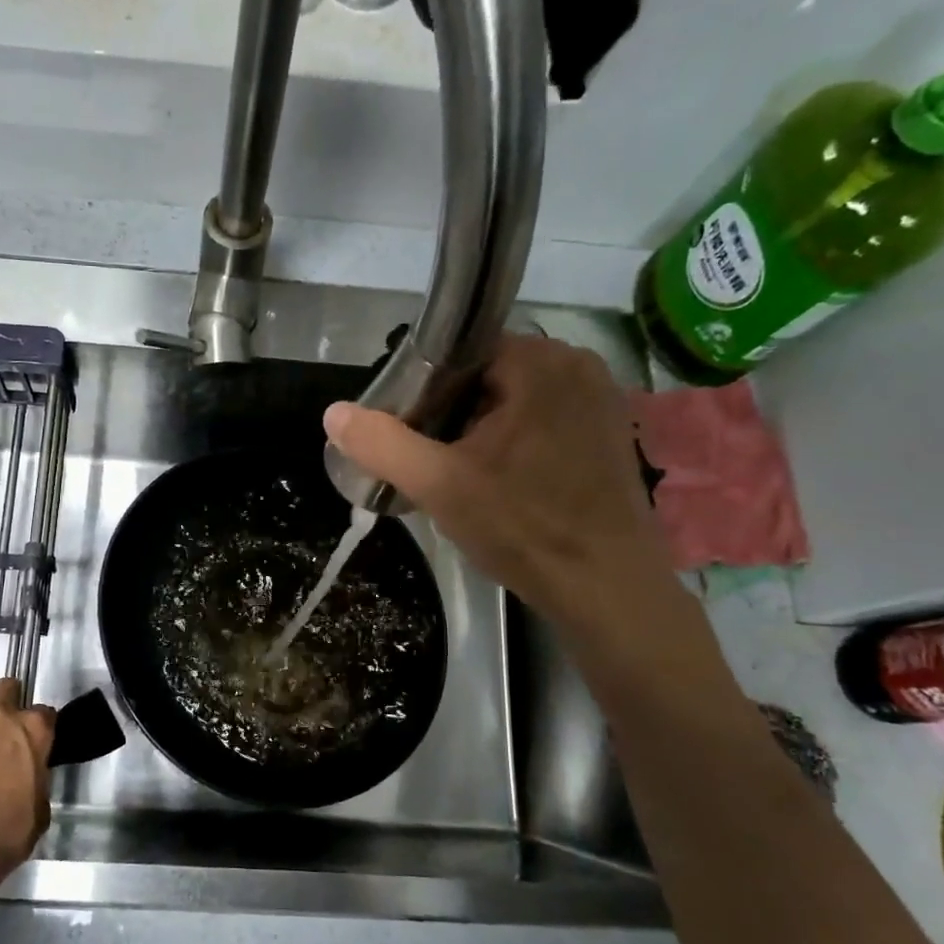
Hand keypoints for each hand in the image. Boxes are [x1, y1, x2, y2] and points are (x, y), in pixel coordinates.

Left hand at [0, 677, 54, 915]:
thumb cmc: (4, 835)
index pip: (45, 713)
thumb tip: (27, 781)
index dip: (40, 727)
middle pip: (6, 687)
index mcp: (33, 733)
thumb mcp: (38, 813)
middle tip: (0, 724)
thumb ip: (35, 783)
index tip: (35, 741)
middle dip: (6, 699)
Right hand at [324, 334, 677, 631]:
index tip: (407, 432)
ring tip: (460, 477)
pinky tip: (503, 485)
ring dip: (482, 432)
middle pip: (487, 378)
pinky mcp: (610, 435)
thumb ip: (382, 444)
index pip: (459, 354)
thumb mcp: (439, 485)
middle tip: (429, 462)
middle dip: (452, 415)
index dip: (424, 391)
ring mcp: (600, 402)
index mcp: (540, 363)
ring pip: (515, 403)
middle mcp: (578, 367)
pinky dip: (516, 444)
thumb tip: (334, 413)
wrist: (606, 588)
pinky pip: (545, 423)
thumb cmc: (523, 527)